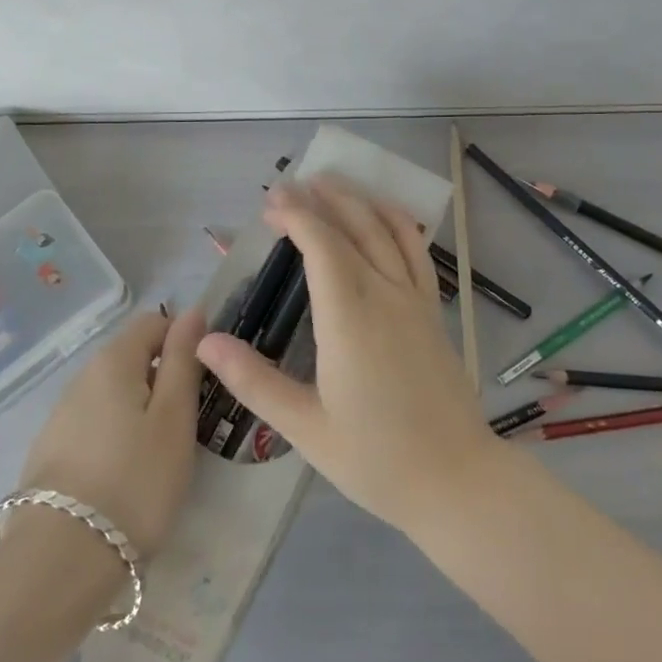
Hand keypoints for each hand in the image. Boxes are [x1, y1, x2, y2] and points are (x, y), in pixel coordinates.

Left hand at [20, 307, 204, 557]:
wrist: (60, 563)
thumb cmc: (135, 481)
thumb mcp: (175, 417)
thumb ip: (183, 359)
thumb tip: (192, 312)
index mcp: (113, 360)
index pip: (154, 322)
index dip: (184, 341)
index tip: (204, 381)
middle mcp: (81, 378)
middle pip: (131, 357)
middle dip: (162, 379)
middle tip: (186, 423)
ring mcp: (60, 417)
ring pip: (113, 394)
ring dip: (139, 410)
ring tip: (158, 455)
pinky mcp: (49, 453)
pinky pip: (94, 425)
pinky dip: (115, 436)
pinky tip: (124, 476)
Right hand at [196, 176, 501, 532]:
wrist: (455, 479)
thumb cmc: (376, 459)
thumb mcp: (305, 427)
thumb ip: (254, 380)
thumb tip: (205, 342)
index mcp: (349, 317)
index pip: (321, 245)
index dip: (295, 216)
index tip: (270, 203)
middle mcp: (385, 294)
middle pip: (352, 227)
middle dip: (318, 200)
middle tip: (288, 186)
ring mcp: (415, 298)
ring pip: (386, 230)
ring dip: (357, 200)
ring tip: (330, 183)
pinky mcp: (433, 309)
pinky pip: (416, 250)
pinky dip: (398, 221)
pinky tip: (384, 213)